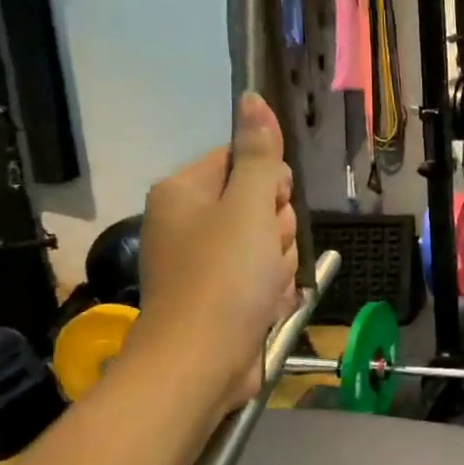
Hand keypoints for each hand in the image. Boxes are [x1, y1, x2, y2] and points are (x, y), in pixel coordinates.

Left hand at [127, 95, 299, 414]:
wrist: (199, 366)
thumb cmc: (223, 278)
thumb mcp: (248, 207)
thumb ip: (257, 153)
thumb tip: (252, 98)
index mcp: (185, 191)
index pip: (244, 159)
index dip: (268, 183)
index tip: (268, 209)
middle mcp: (190, 220)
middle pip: (260, 202)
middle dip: (276, 229)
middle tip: (265, 253)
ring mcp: (206, 260)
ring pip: (269, 241)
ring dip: (279, 262)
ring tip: (264, 287)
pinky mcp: (221, 294)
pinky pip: (263, 274)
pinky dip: (271, 289)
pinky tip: (264, 306)